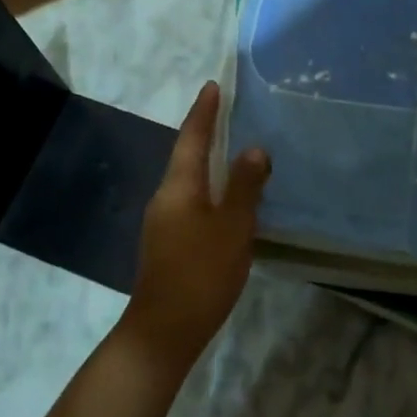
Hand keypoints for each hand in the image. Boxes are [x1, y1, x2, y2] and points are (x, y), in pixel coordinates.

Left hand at [123, 81, 270, 375]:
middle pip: (187, 157)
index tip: (213, 86)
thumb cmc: (201, 273)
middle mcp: (166, 198)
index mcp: (179, 187)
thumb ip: (244, 187)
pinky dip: (210, 190)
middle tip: (228, 114)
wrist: (164, 330)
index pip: (192, 138)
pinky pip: (192, 203)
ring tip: (233, 152)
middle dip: (206, 134)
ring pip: (189, 182)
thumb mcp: (232, 227)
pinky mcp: (168, 244)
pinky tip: (227, 200)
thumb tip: (253, 149)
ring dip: (209, 163)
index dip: (204, 112)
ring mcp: (163, 223)